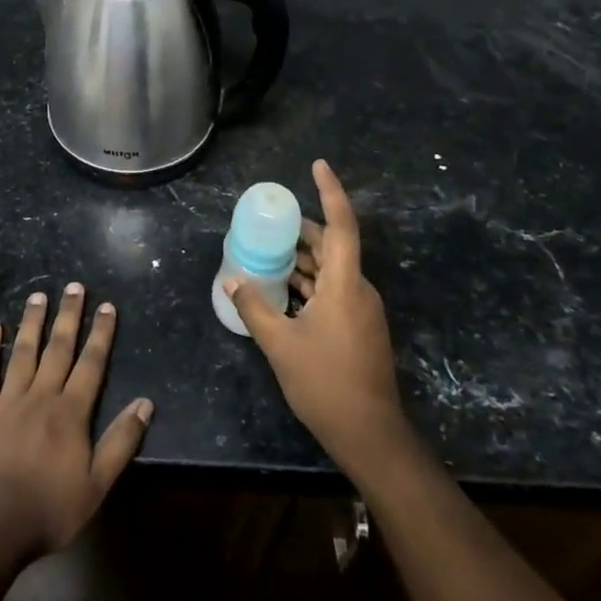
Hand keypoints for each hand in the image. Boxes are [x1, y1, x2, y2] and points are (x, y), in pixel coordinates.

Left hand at [0, 284, 152, 559]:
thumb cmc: (49, 509)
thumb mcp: (97, 484)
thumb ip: (121, 441)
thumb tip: (146, 403)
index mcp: (71, 412)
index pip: (91, 363)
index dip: (101, 334)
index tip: (107, 306)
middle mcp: (42, 395)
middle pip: (59, 348)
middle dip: (68, 315)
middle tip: (74, 286)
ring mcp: (8, 400)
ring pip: (24, 351)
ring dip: (32, 321)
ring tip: (38, 295)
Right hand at [224, 160, 407, 475]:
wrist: (370, 434)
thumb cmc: (325, 383)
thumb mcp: (280, 344)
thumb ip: (254, 307)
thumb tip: (231, 280)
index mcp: (345, 284)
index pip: (341, 224)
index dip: (330, 191)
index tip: (317, 165)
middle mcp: (358, 288)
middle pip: (333, 245)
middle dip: (303, 230)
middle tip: (269, 222)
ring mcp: (362, 309)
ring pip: (332, 269)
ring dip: (304, 259)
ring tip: (268, 253)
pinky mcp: (360, 326)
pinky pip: (334, 289)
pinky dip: (311, 282)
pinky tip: (284, 289)